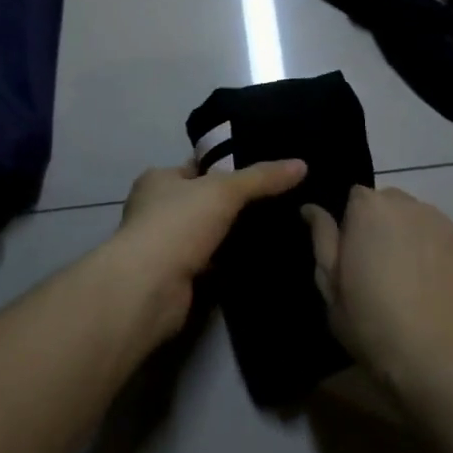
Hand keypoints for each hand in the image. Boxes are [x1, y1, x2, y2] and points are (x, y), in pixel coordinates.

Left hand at [99, 159, 306, 344]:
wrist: (150, 288)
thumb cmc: (178, 224)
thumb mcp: (225, 190)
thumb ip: (262, 177)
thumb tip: (302, 164)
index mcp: (158, 180)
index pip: (197, 167)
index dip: (227, 168)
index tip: (262, 173)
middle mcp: (156, 210)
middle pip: (203, 202)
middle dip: (233, 204)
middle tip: (277, 201)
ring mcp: (165, 246)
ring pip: (207, 234)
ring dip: (232, 236)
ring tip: (275, 229)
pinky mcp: (176, 278)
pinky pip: (210, 264)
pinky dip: (229, 263)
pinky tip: (258, 259)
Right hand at [302, 187, 452, 389]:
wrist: (433, 359)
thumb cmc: (369, 322)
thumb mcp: (330, 283)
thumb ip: (322, 238)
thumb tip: (312, 208)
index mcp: (369, 208)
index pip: (356, 197)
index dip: (352, 224)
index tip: (353, 255)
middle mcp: (408, 204)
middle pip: (389, 203)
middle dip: (382, 225)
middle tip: (380, 267)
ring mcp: (443, 222)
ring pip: (418, 218)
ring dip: (410, 235)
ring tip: (410, 277)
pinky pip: (443, 237)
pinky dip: (436, 251)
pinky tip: (433, 285)